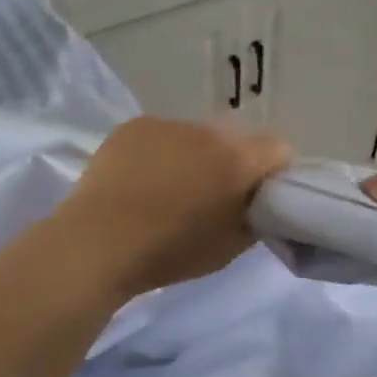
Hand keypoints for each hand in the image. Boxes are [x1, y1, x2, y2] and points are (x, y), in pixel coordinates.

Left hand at [55, 118, 291, 296]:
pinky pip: (162, 134)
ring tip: (169, 188)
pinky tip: (141, 179)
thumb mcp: (230, 247)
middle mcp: (208, 131)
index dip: (273, 171)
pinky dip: (161, 151)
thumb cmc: (170, 252)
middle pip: (236, 139)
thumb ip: (256, 217)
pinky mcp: (136, 125)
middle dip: (233, 161)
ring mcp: (168, 124)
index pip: (278, 148)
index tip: (258, 195)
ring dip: (195, 154)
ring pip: (197, 135)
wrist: (98, 242)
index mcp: (237, 160)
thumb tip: (260, 201)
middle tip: (213, 194)